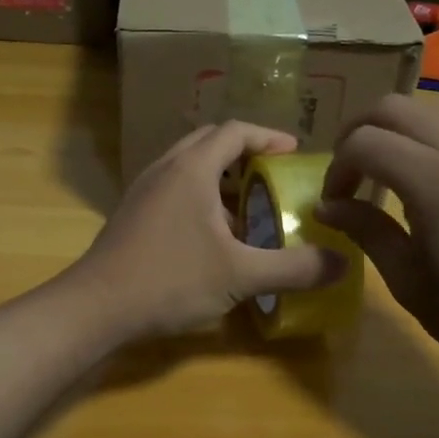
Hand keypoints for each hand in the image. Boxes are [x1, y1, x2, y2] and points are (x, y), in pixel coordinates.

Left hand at [68, 121, 341, 339]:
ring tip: (247, 210)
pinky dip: (199, 198)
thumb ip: (293, 268)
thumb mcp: (240, 276)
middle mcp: (165, 168)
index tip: (294, 153)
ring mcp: (143, 190)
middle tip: (272, 178)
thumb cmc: (169, 280)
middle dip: (244, 154)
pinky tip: (212, 238)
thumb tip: (342, 263)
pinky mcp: (132, 214)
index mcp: (192, 168)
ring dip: (220, 179)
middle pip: (210, 142)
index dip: (269, 137)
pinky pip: (173, 189)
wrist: (96, 306)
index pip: (236, 131)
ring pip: (188, 166)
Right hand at [315, 95, 438, 383]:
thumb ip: (365, 230)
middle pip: (392, 107)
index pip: (363, 142)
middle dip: (357, 133)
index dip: (336, 169)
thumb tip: (326, 207)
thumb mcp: (407, 278)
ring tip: (379, 176)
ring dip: (391, 133)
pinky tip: (419, 187)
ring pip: (424, 112)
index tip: (333, 204)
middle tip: (347, 175)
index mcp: (432, 179)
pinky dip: (421, 141)